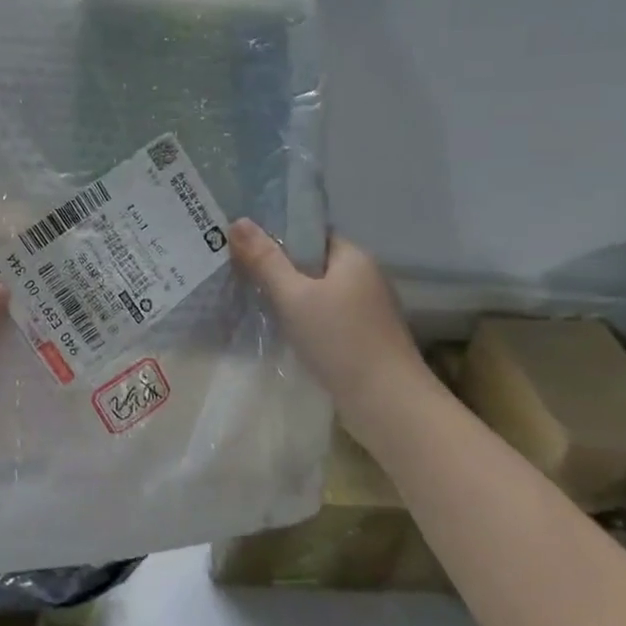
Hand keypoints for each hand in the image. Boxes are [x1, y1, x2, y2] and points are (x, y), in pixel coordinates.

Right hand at [228, 221, 435, 417]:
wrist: (387, 403)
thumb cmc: (339, 340)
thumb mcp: (294, 296)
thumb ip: (265, 260)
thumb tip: (238, 222)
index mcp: (353, 257)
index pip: (312, 235)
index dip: (279, 237)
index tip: (245, 247)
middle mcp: (365, 278)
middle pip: (314, 264)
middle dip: (280, 270)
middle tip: (240, 275)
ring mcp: (368, 311)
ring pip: (320, 294)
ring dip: (292, 299)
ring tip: (253, 303)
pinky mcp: (365, 339)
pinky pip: (327, 318)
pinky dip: (306, 321)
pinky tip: (283, 333)